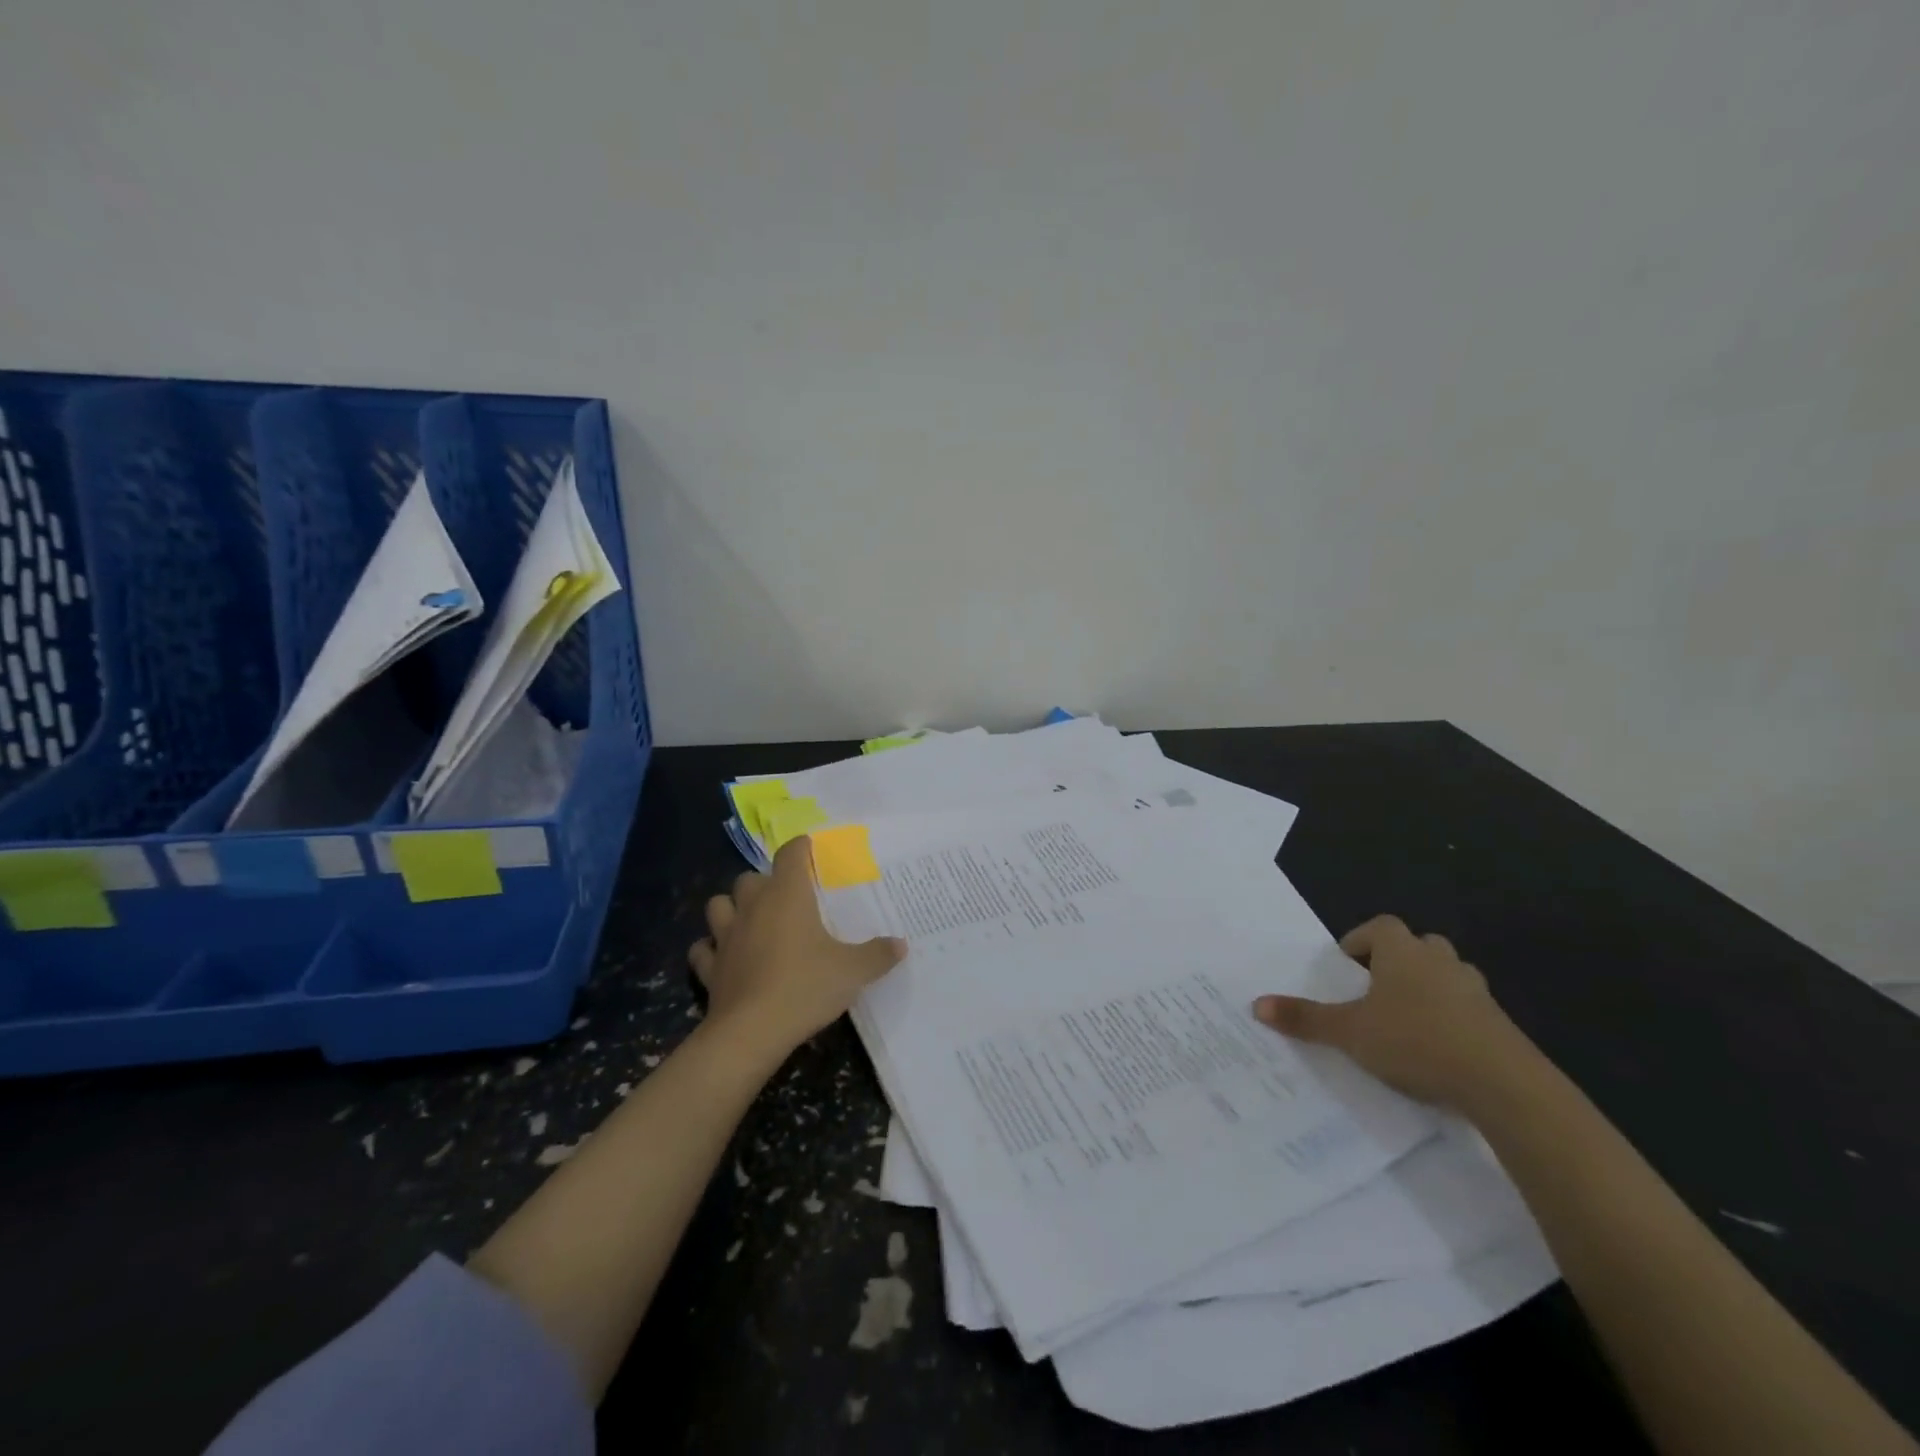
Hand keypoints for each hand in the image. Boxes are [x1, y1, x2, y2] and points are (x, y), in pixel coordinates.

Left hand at [688, 837, 905, 1059]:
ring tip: (750, 920)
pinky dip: (712, 949)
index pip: (790, 854)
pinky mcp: (709, 967)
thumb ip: (878, 954)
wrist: (751, 1032)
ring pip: (718, 905)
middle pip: (750, 877)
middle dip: (765, 881)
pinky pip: (703, 949)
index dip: (800, 847)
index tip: (810, 849)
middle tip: (786, 898)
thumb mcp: (853, 971)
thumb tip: (901, 944)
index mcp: (787, 896)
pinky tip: (725, 957)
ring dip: (732, 908)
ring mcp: (726, 936)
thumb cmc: (805, 987)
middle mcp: (753, 907)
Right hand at [1253, 914, 1531, 1108]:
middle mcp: (1439, 960)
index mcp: (1401, 951)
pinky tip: (1436, 1050)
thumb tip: (1256, 1004)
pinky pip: (1467, 1008)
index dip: (1360, 941)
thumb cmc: (1415, 1041)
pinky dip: (1450, 1018)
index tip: (1347, 967)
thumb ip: (1305, 1018)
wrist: (1504, 1084)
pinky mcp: (1499, 1023)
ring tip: (1403, 1020)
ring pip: (1445, 974)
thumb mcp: (1350, 1032)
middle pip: (1415, 945)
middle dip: (1394, 962)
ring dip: (1425, 988)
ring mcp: (1474, 990)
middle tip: (1373, 991)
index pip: (1379, 926)